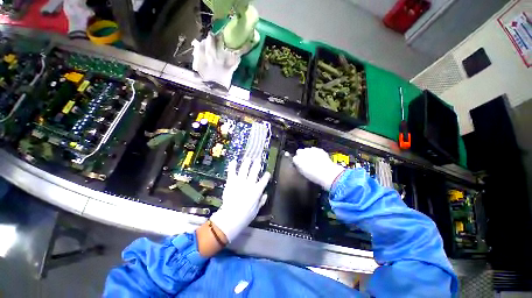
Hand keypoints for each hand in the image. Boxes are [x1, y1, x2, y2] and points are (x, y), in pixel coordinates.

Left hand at [210, 158, 270, 241]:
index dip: (266, 176)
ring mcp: (240, 181)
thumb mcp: (257, 210)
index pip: (264, 180)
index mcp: (257, 190)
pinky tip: (233, 161)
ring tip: (248, 158)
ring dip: (247, 163)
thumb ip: (261, 201)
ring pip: (244, 169)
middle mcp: (250, 183)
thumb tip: (266, 194)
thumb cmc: (246, 215)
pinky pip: (232, 172)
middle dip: (257, 165)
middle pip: (254, 172)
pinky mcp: (231, 182)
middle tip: (258, 160)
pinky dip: (232, 166)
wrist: (231, 217)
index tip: (267, 173)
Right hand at [292, 147, 344, 190]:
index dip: (297, 162)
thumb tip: (298, 164)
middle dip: (302, 155)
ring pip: (307, 149)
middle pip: (299, 151)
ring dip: (308, 153)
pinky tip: (319, 158)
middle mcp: (302, 152)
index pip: (294, 158)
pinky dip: (315, 153)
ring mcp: (311, 149)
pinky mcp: (318, 149)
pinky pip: (315, 150)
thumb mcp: (303, 173)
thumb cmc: (313, 175)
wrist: (327, 172)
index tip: (300, 165)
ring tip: (313, 159)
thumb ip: (299, 167)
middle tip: (306, 161)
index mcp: (297, 159)